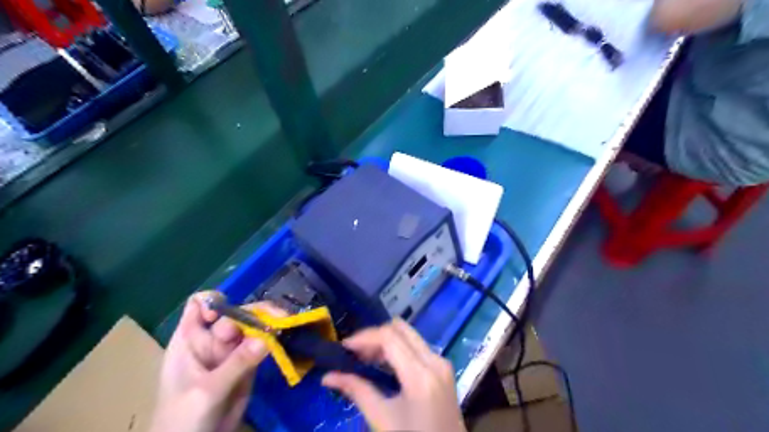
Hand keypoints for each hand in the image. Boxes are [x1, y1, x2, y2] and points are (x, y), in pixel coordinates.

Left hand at [149, 292, 279, 431]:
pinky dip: (275, 338)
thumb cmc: (183, 420)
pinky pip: (263, 343)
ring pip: (252, 326)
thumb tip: (266, 337)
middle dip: (256, 313)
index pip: (200, 305)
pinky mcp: (248, 363)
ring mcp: (231, 351)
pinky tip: (286, 337)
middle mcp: (212, 339)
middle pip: (235, 313)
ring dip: (270, 323)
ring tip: (286, 324)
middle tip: (279, 318)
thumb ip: (236, 364)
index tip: (230, 315)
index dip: (215, 303)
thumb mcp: (207, 391)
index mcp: (190, 339)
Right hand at [323, 319, 464, 431]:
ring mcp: (442, 363)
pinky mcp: (443, 368)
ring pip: (409, 335)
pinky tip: (384, 364)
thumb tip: (327, 377)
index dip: (364, 337)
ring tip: (365, 359)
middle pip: (401, 328)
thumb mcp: (382, 419)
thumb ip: (357, 391)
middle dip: (374, 336)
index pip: (389, 337)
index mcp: (421, 374)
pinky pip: (417, 346)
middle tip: (355, 353)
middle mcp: (435, 360)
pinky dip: (398, 348)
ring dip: (386, 341)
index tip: (344, 348)